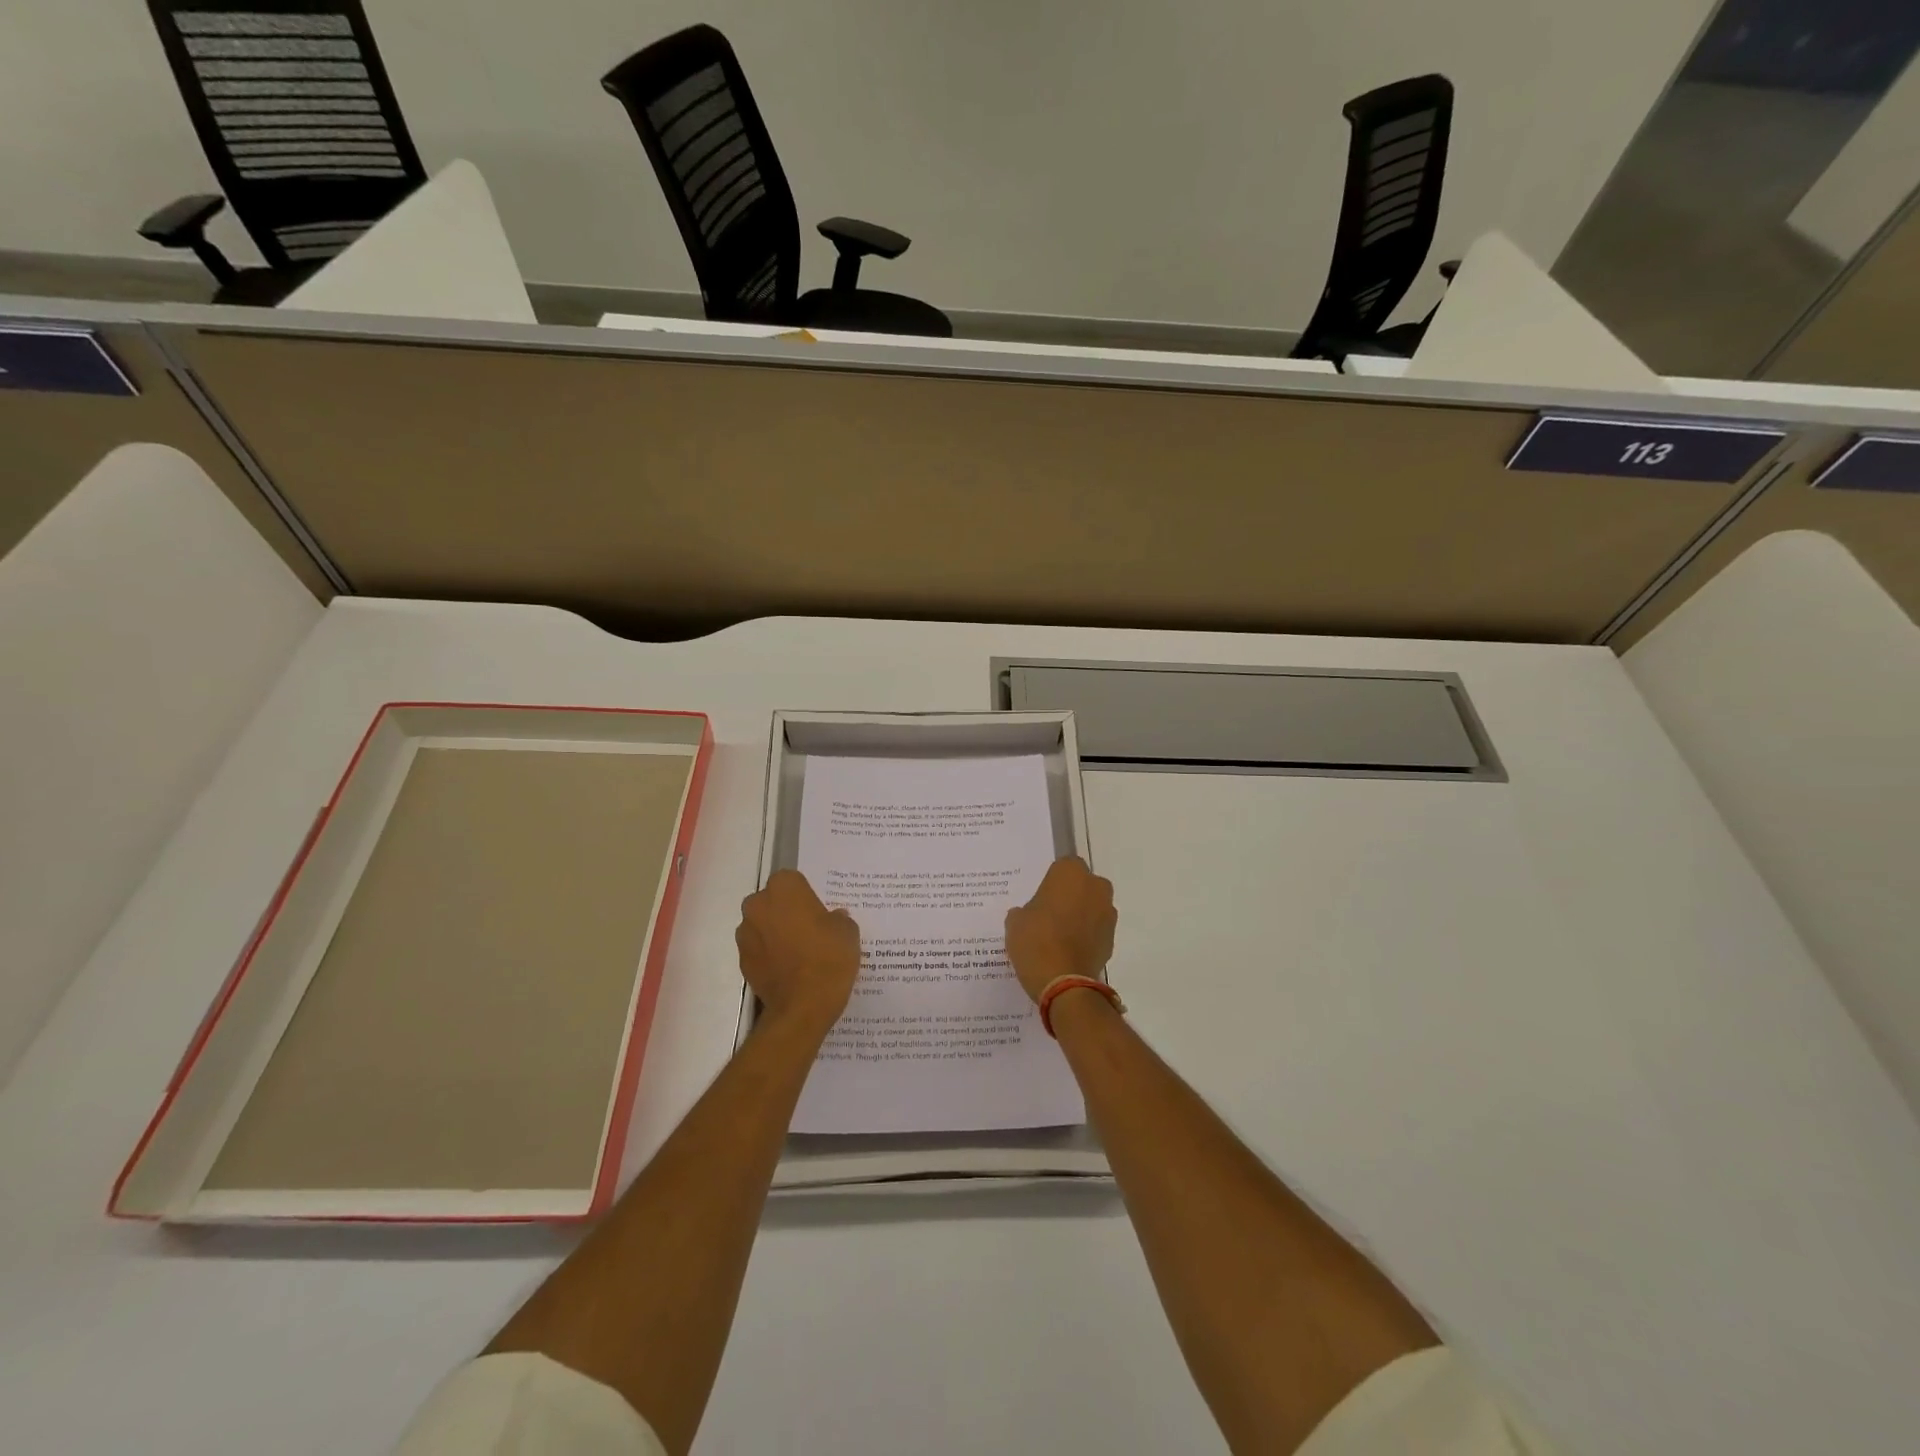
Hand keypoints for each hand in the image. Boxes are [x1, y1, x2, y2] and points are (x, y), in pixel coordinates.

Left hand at [736, 870, 860, 1037]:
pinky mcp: (742, 961)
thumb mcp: (848, 931)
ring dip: (775, 932)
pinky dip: (769, 955)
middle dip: (786, 911)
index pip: (792, 880)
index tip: (818, 912)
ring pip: (762, 925)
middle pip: (772, 900)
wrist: (803, 1007)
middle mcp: (758, 905)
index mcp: (784, 888)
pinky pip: (758, 949)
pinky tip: (789, 970)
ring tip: (798, 953)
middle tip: (809, 930)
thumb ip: (838, 918)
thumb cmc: (828, 958)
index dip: (805, 895)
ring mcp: (746, 934)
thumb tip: (832, 918)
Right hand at [1005, 857, 1116, 1003]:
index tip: (1040, 897)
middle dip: (1070, 895)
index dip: (1052, 881)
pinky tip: (1068, 950)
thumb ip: (1024, 911)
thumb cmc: (1036, 941)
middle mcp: (1095, 886)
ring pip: (1092, 906)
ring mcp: (1108, 913)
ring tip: (1058, 936)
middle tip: (1048, 914)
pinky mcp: (1112, 938)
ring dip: (1080, 915)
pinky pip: (1096, 929)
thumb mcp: (1015, 922)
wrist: (1064, 983)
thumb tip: (1030, 915)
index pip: (1063, 866)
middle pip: (1082, 884)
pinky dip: (1086, 935)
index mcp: (1070, 873)